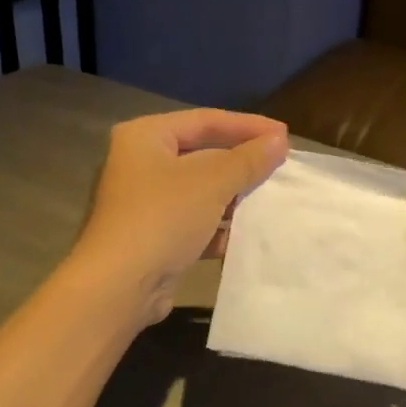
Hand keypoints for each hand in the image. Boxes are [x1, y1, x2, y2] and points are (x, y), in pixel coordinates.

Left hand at [73, 109, 289, 323]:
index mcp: (145, 136)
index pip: (205, 120)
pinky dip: (219, 226)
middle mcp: (141, 163)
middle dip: (242, 162)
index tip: (285, 135)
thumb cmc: (163, 218)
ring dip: (234, 196)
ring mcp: (145, 202)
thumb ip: (248, 160)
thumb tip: (279, 141)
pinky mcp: (153, 235)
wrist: (120, 286)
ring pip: (201, 190)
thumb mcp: (212, 182)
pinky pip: (194, 221)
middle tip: (281, 165)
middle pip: (203, 154)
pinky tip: (248, 233)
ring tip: (272, 198)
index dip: (248, 126)